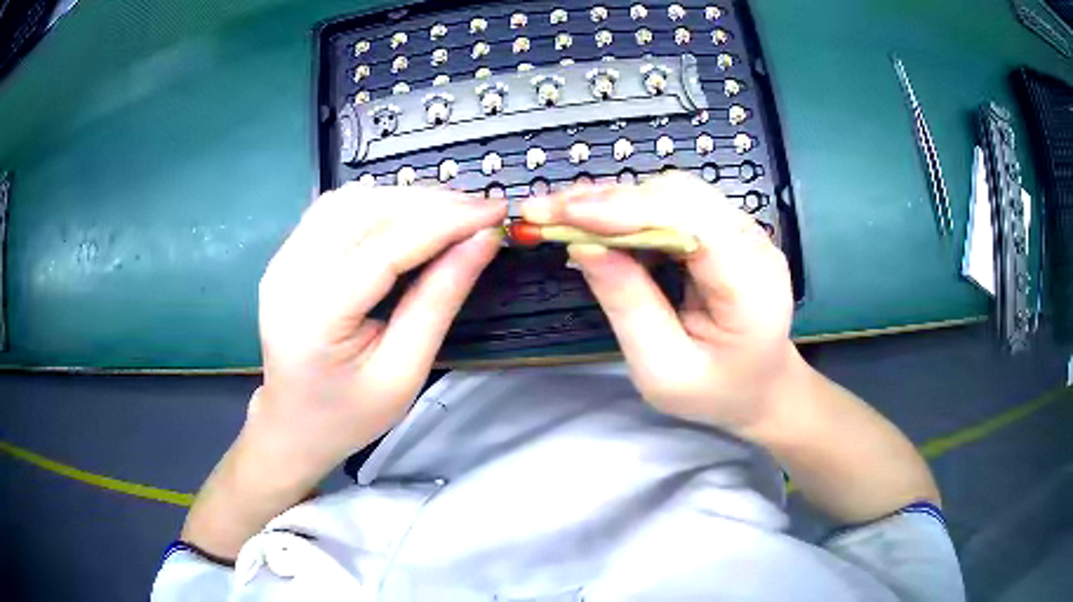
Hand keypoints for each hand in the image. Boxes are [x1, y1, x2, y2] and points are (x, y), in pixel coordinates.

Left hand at [254, 183, 505, 481]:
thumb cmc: (349, 415)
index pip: (386, 246)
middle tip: (479, 212)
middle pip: (366, 211)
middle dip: (429, 203)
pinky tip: (405, 219)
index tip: (496, 210)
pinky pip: (334, 209)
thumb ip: (439, 302)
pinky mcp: (285, 255)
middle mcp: (289, 274)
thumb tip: (482, 242)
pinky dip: (377, 204)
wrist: (293, 425)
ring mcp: (282, 260)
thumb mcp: (403, 373)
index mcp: (316, 315)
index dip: (446, 222)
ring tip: (449, 214)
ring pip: (350, 200)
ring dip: (404, 199)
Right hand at [522, 172, 798, 434]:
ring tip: (564, 215)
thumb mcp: (663, 369)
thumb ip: (628, 306)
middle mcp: (755, 245)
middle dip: (609, 200)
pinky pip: (675, 204)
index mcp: (751, 287)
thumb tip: (584, 246)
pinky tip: (598, 223)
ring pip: (674, 192)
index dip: (627, 210)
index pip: (692, 222)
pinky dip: (630, 209)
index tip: (563, 213)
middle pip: (680, 195)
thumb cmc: (715, 391)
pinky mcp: (727, 230)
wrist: (760, 386)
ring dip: (614, 200)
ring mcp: (745, 231)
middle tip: (546, 211)